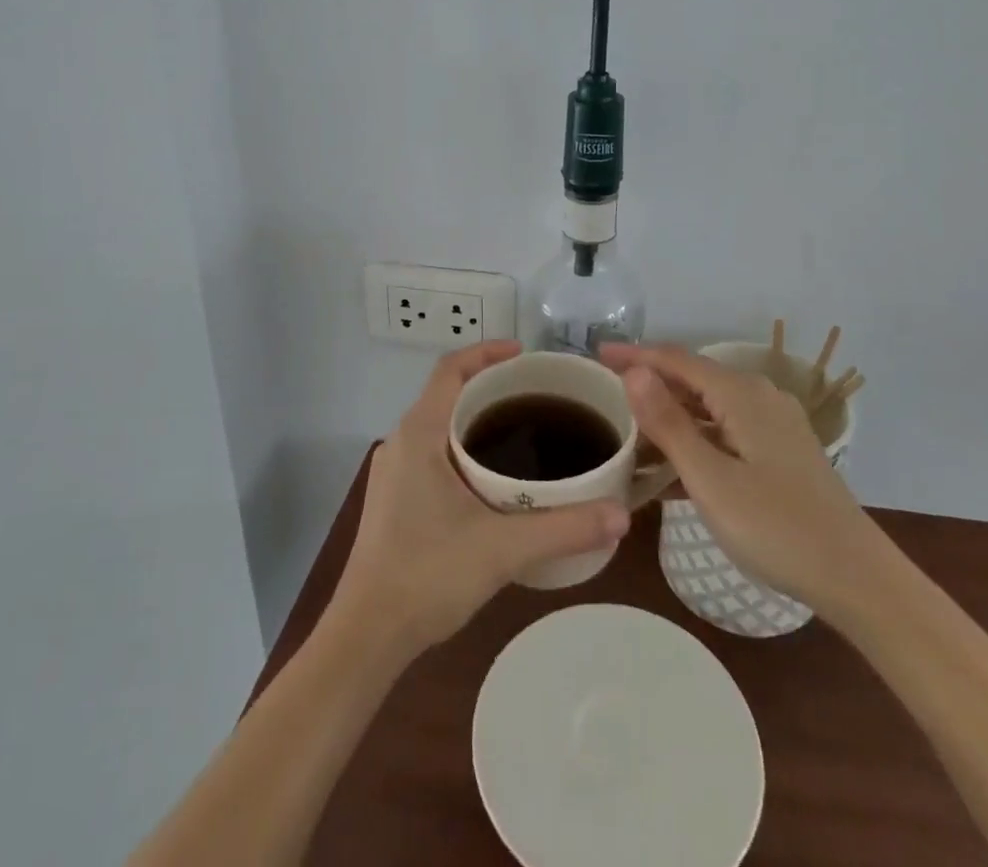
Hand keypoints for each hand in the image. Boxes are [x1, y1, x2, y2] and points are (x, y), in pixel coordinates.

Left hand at [331, 341, 630, 658]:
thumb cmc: (427, 575)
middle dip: (490, 387)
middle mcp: (401, 443)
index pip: (450, 369)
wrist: (366, 636)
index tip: (524, 354)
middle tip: (537, 396)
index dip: (486, 352)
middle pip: (447, 394)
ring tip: (522, 433)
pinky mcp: (393, 499)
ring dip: (476, 420)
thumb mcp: (503, 548)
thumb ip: (564, 528)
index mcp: (419, 434)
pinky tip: (492, 481)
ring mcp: (393, 473)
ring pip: (438, 426)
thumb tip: (622, 515)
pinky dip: (463, 448)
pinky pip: (432, 453)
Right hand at [603, 343, 873, 607]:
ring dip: (670, 417)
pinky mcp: (779, 452)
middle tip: (605, 392)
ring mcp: (773, 425)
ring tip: (629, 432)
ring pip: (709, 408)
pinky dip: (695, 441)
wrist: (856, 578)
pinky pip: (725, 432)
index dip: (635, 354)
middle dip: (649, 384)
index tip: (596, 353)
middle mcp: (758, 397)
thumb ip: (669, 423)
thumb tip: (633, 371)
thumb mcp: (711, 480)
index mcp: (741, 394)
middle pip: (693, 379)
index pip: (676, 360)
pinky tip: (670, 466)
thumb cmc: (777, 528)